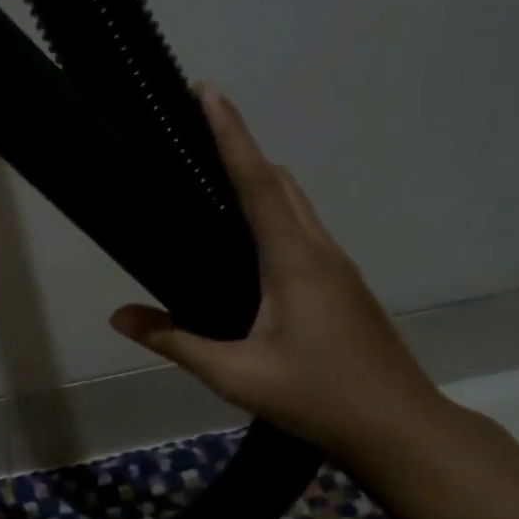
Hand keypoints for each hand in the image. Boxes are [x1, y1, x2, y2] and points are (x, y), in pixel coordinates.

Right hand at [110, 86, 446, 459]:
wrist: (399, 427)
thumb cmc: (317, 396)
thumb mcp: (234, 374)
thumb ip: (175, 340)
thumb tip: (119, 317)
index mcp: (293, 260)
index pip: (255, 182)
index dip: (230, 133)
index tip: (207, 90)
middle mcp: (318, 251)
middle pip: (278, 181)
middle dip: (241, 146)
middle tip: (198, 128)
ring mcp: (336, 267)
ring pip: (295, 203)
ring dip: (258, 178)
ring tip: (213, 175)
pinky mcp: (340, 285)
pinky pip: (301, 229)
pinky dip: (271, 211)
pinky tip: (245, 240)